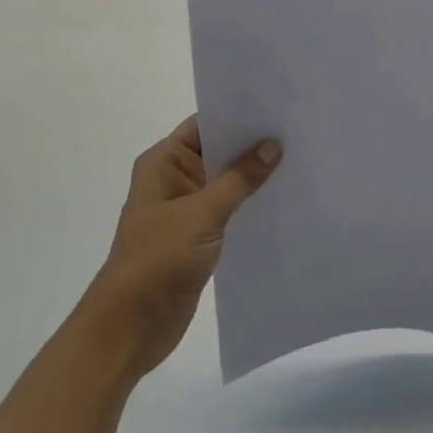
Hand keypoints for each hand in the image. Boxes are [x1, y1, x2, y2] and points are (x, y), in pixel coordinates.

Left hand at [86, 117, 280, 376]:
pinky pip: (231, 209)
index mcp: (164, 163)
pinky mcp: (200, 236)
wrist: (130, 327)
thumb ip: (239, 179)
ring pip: (228, 181)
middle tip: (300, 130)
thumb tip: (273, 145)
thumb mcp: (201, 214)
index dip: (240, 114)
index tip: (280, 105)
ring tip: (301, 160)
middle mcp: (175, 179)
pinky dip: (253, 203)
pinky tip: (285, 199)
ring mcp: (187, 209)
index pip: (206, 125)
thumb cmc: (157, 260)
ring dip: (257, 175)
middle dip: (255, 143)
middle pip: (220, 150)